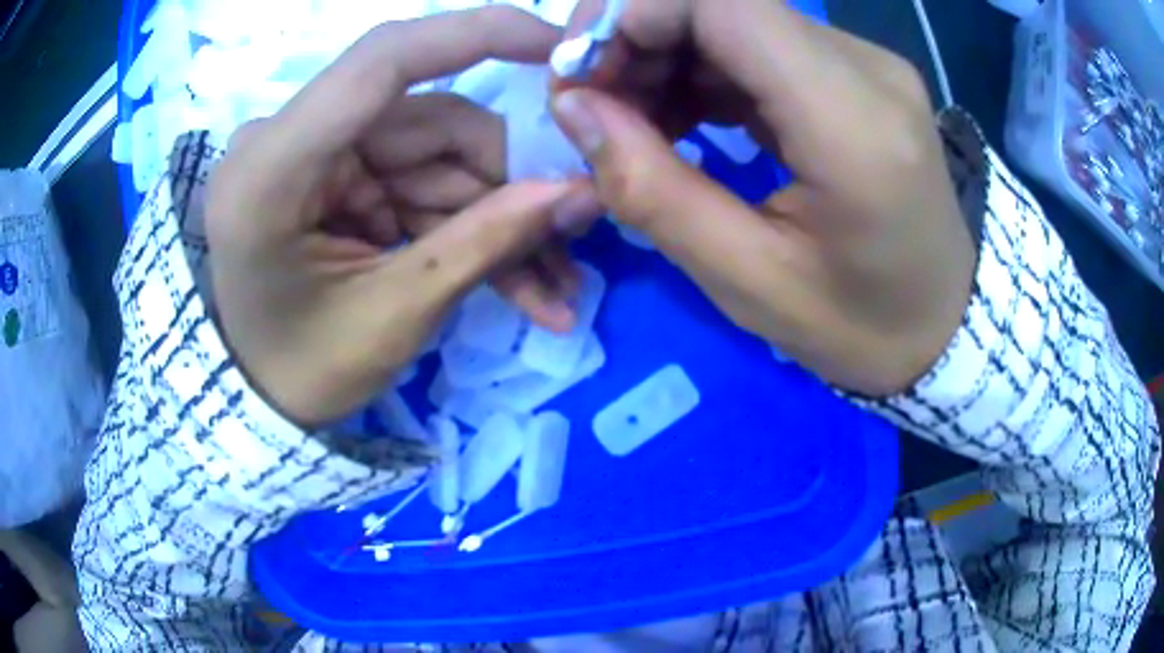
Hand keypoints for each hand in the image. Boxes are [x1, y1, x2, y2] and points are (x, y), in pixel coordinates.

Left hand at [207, 7, 584, 427]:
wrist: (260, 397)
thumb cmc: (303, 371)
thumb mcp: (394, 317)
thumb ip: (485, 245)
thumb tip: (582, 193)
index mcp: (275, 166)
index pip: (383, 60)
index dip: (478, 34)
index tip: (559, 48)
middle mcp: (293, 141)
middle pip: (432, 122)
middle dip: (507, 185)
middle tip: (569, 242)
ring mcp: (320, 158)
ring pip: (440, 157)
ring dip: (499, 218)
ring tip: (551, 287)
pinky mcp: (341, 177)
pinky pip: (421, 185)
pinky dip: (468, 228)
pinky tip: (518, 281)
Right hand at [552, 0, 975, 394]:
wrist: (946, 326)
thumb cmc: (861, 327)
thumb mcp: (749, 283)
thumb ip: (653, 190)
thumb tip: (574, 108)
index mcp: (852, 123)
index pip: (723, 1)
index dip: (630, 15)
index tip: (578, 77)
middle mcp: (866, 68)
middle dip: (633, 36)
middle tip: (591, 106)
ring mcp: (865, 64)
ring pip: (733, 17)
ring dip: (662, 54)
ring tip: (630, 122)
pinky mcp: (856, 73)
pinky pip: (758, 44)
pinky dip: (700, 68)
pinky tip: (678, 116)